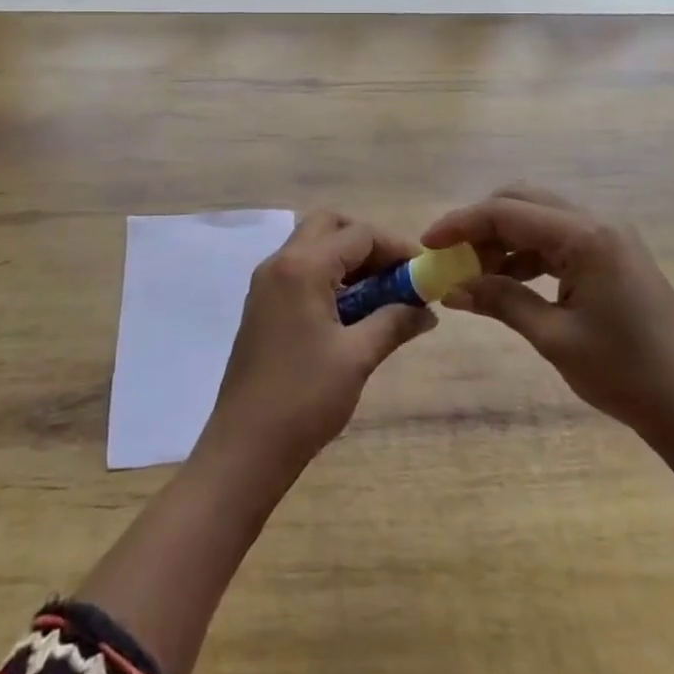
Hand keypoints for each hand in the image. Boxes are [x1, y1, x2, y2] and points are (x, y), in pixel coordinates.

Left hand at [199, 210, 435, 480]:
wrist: (246, 447)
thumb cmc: (305, 398)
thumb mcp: (357, 357)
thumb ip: (394, 322)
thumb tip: (427, 310)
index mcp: (302, 267)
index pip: (357, 234)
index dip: (395, 247)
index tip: (423, 271)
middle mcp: (279, 263)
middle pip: (329, 226)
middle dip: (367, 242)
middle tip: (396, 275)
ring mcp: (266, 284)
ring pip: (312, 246)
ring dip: (347, 259)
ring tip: (381, 296)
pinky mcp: (262, 305)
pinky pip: (299, 270)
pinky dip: (328, 276)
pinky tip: (351, 312)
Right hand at [422, 186, 673, 443]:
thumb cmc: (626, 374)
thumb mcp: (553, 337)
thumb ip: (500, 300)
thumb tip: (451, 287)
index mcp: (585, 235)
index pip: (506, 212)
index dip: (460, 223)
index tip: (426, 244)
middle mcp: (597, 222)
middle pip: (521, 202)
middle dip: (479, 225)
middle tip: (449, 258)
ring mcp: (609, 237)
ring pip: (538, 219)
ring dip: (502, 240)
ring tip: (474, 275)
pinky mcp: (613, 256)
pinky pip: (558, 240)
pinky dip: (527, 254)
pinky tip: (508, 281)